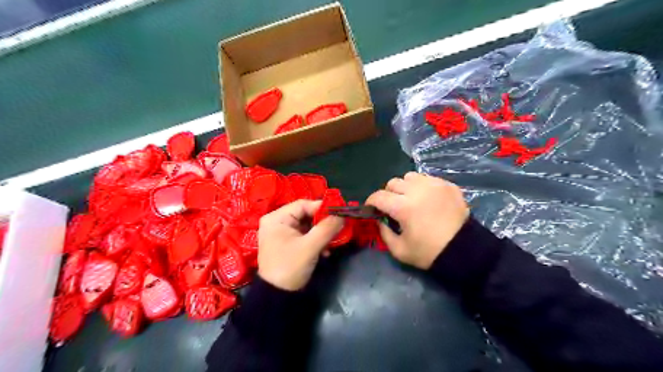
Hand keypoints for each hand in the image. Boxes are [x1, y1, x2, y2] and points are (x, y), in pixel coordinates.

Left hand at [257, 201, 344, 290]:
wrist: (277, 296)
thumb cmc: (290, 267)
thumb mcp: (310, 246)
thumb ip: (327, 228)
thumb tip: (342, 214)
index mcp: (276, 218)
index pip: (303, 204)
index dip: (322, 207)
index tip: (340, 213)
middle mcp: (277, 222)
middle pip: (306, 215)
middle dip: (323, 223)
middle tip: (338, 229)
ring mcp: (281, 233)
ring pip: (307, 226)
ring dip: (321, 234)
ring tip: (331, 244)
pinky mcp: (287, 243)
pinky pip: (305, 235)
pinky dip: (316, 241)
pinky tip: (325, 251)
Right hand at [366, 172, 467, 270]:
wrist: (464, 250)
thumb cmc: (429, 252)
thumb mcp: (399, 250)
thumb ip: (383, 232)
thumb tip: (380, 219)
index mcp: (403, 207)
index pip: (378, 196)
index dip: (371, 202)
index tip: (372, 208)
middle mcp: (417, 190)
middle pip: (393, 183)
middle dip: (389, 194)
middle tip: (393, 207)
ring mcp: (434, 185)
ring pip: (410, 177)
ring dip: (405, 187)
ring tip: (411, 199)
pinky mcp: (447, 185)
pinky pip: (427, 178)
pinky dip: (422, 186)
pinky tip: (427, 199)